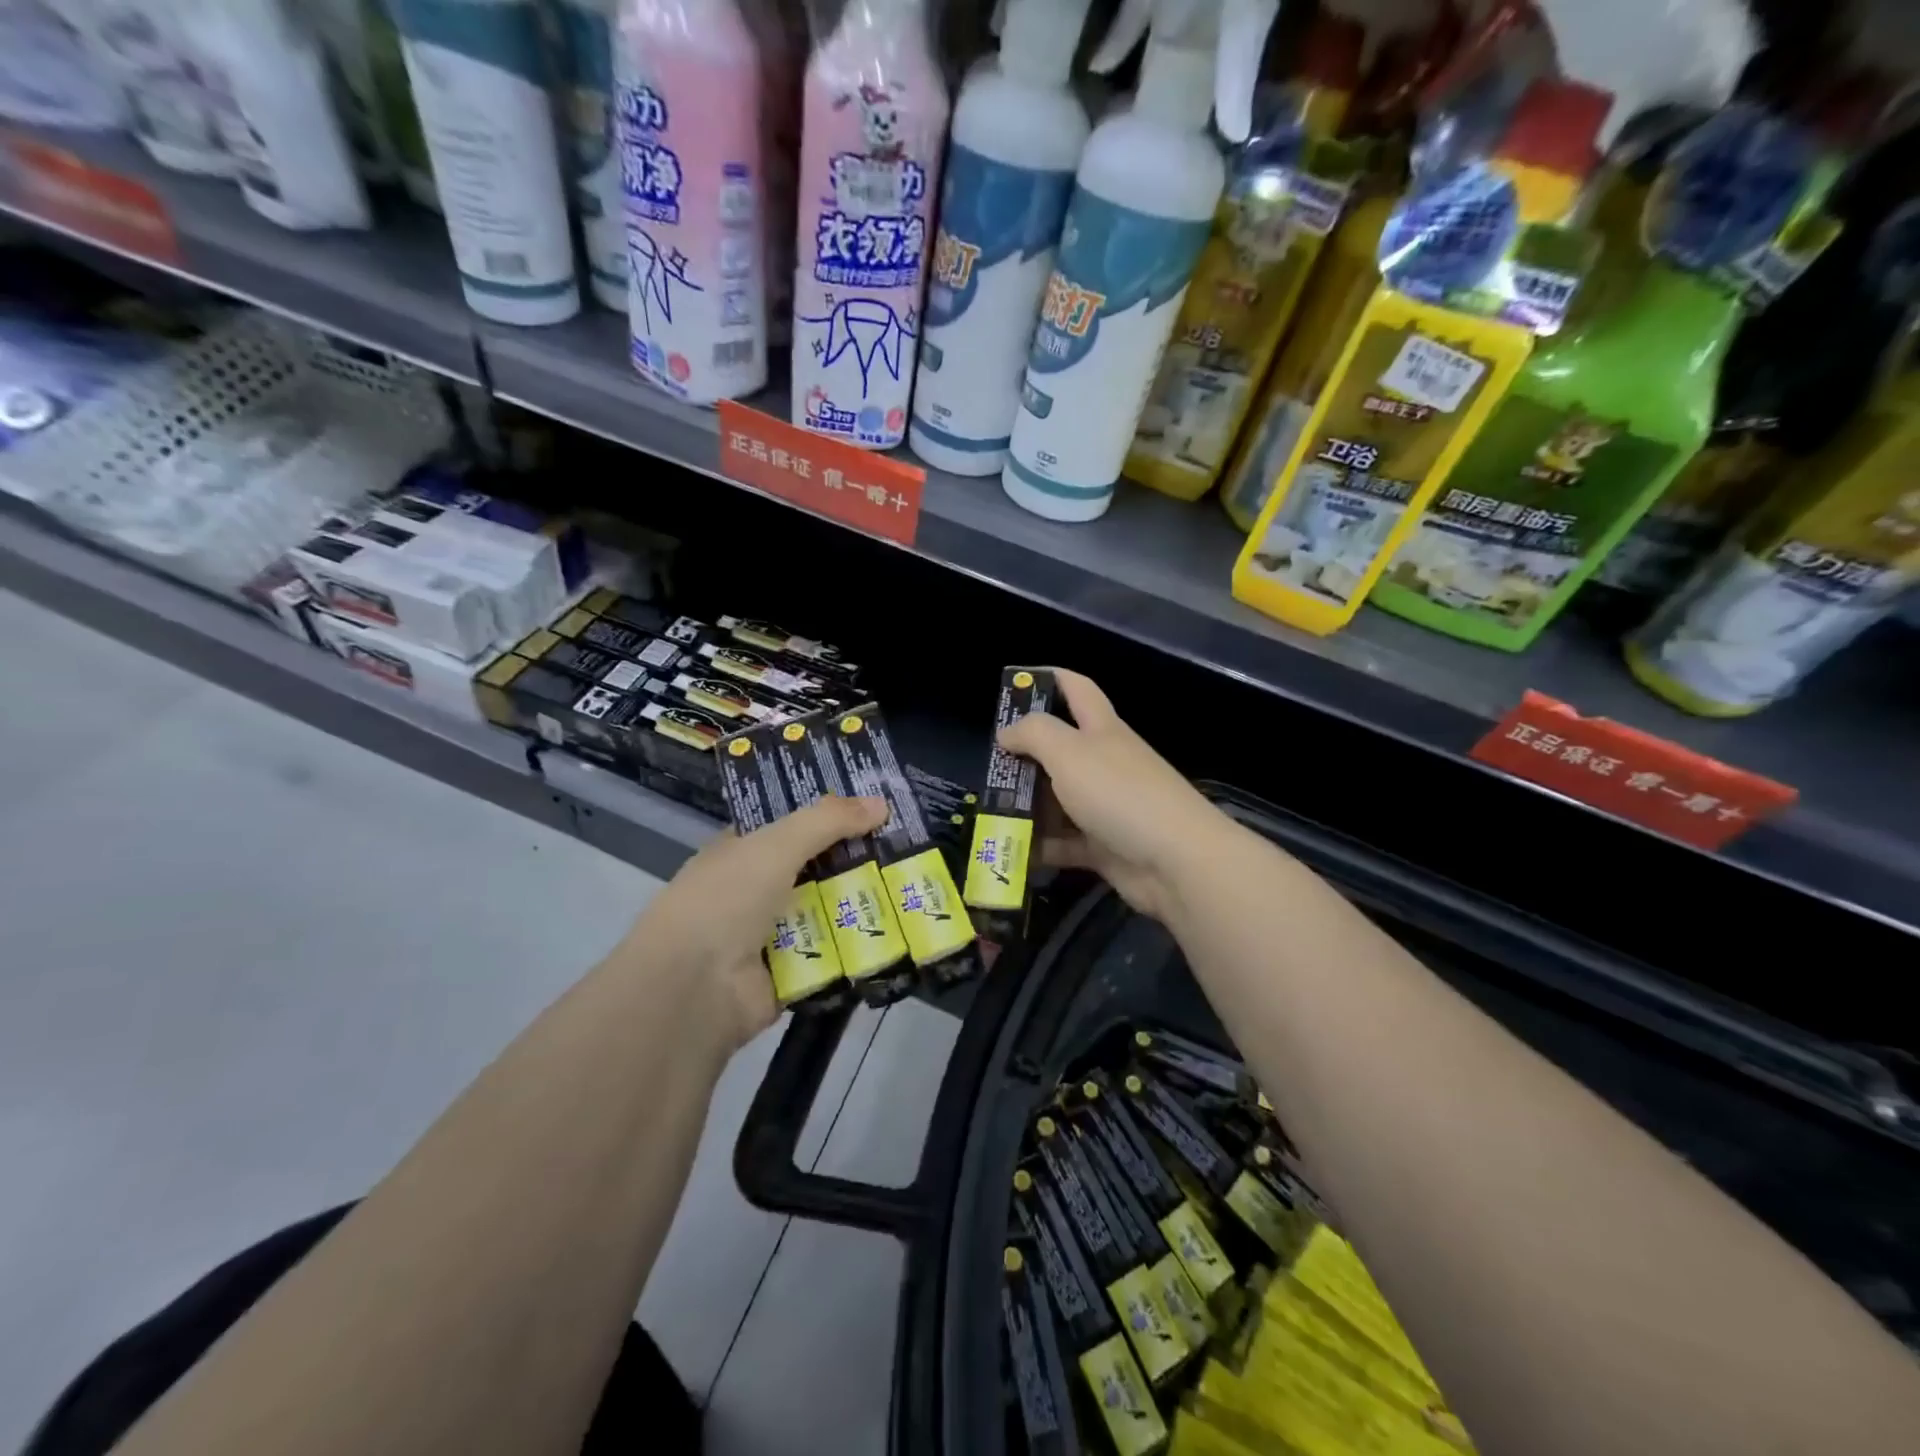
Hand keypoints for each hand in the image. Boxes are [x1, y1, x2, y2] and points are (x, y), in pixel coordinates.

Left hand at [608, 795, 888, 1053]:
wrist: (693, 990)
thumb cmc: (725, 901)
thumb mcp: (776, 845)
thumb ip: (828, 821)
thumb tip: (882, 803)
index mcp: (742, 852)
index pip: (793, 826)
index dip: (832, 815)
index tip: (878, 808)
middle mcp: (756, 891)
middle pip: (818, 869)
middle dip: (859, 860)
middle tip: (912, 849)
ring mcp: (773, 935)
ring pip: (830, 912)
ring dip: (865, 904)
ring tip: (918, 889)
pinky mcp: (791, 975)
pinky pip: (834, 955)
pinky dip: (861, 948)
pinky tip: (903, 934)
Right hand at [999, 670, 1236, 923]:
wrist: (1176, 861)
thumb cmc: (1119, 793)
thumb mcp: (1069, 751)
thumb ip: (1033, 734)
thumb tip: (1006, 732)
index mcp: (1101, 729)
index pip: (1076, 688)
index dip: (1048, 678)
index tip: (1013, 683)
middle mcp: (1104, 763)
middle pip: (1059, 749)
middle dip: (1024, 755)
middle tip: (989, 766)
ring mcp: (1106, 806)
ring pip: (1058, 799)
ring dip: (1026, 806)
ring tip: (989, 813)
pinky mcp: (1104, 846)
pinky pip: (1064, 843)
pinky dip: (1040, 847)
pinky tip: (1011, 851)